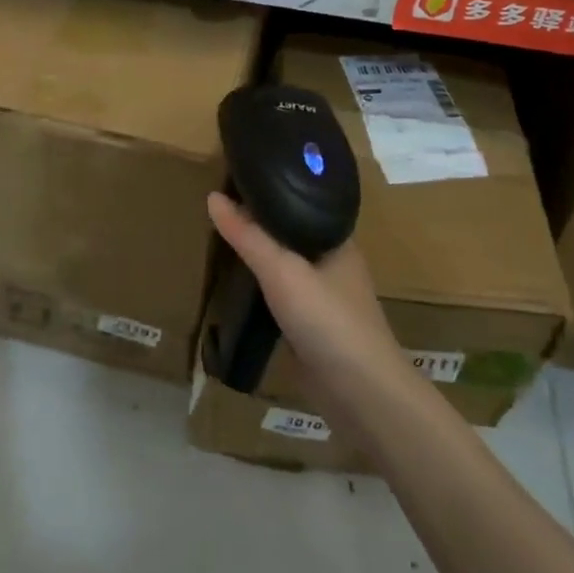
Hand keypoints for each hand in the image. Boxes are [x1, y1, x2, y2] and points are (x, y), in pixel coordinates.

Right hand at [207, 193, 412, 411]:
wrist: (360, 393)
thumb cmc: (327, 319)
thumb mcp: (281, 270)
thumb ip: (247, 236)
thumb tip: (212, 197)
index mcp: (337, 239)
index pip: (302, 200)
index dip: (273, 189)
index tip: (238, 178)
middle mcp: (333, 263)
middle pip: (291, 233)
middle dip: (260, 223)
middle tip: (220, 208)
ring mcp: (325, 297)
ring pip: (286, 266)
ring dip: (260, 257)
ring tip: (222, 239)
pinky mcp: (313, 327)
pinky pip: (281, 296)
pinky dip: (261, 288)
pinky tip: (238, 284)